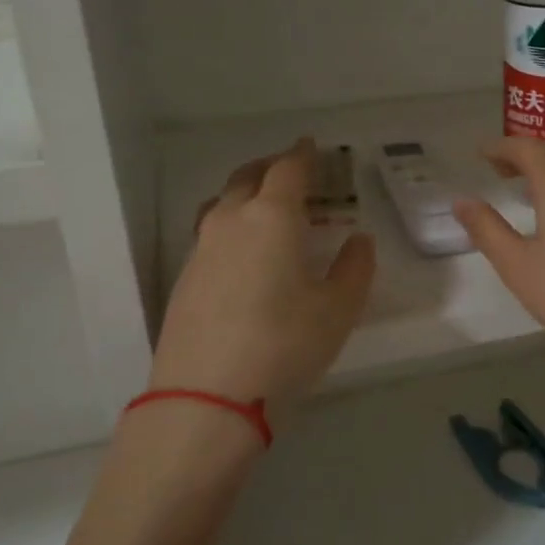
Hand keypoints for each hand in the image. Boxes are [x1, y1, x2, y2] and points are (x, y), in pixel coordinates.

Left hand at [150, 139, 374, 409]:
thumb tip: (359, 240)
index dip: (302, 155)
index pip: (287, 170)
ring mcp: (201, 250)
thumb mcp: (338, 310)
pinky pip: (210, 234)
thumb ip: (355, 269)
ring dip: (245, 194)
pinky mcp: (184, 280)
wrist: (207, 398)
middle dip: (270, 167)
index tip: (310, 145)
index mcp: (272, 217)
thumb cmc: (285, 345)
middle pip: (247, 178)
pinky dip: (230, 226)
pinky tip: (243, 253)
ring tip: (263, 207)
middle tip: (290, 169)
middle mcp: (231, 222)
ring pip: (222, 204)